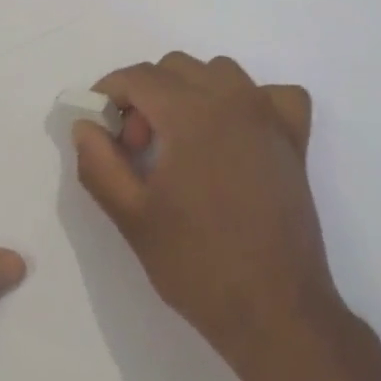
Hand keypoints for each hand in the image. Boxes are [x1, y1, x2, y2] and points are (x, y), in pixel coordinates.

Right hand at [73, 53, 341, 380]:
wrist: (275, 313)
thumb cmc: (197, 264)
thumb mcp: (132, 216)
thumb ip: (99, 162)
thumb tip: (85, 125)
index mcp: (191, 113)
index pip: (138, 76)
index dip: (109, 93)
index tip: (99, 126)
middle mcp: (233, 100)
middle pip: (175, 68)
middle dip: (146, 96)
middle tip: (137, 148)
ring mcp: (269, 117)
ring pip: (220, 73)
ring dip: (191, 92)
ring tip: (180, 141)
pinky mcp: (295, 141)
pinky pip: (274, 95)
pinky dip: (250, 101)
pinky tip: (236, 133)